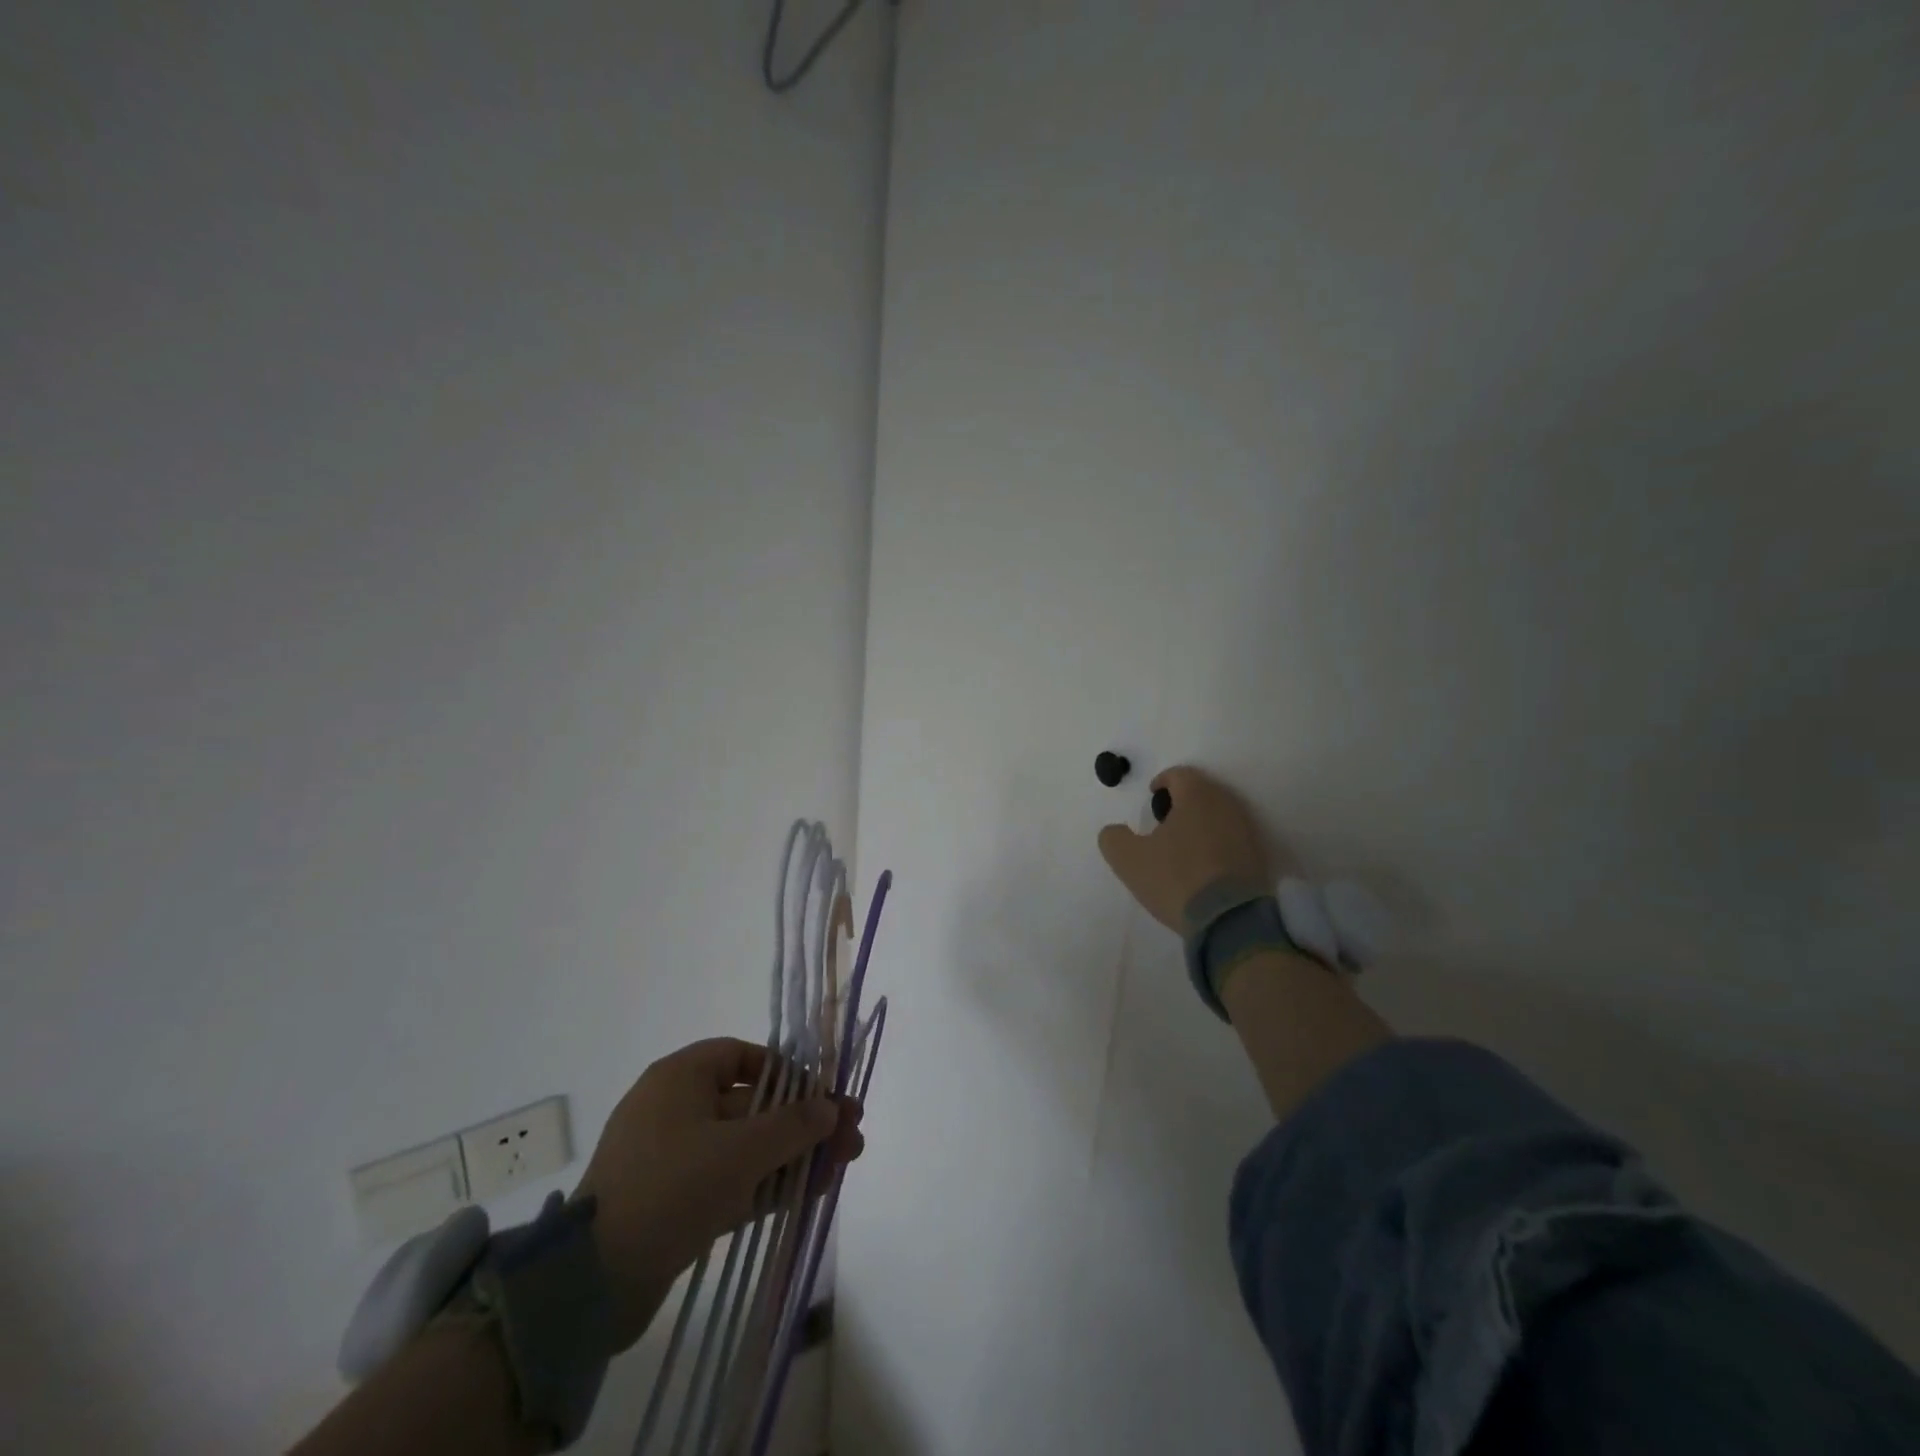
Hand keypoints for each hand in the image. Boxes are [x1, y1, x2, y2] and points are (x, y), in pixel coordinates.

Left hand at [573, 1038, 862, 1350]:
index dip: (785, 1071)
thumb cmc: (672, 1187)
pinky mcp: (672, 1203)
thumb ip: (795, 1125)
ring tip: (842, 1166)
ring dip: (793, 1155)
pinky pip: (729, 1180)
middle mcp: (674, 1109)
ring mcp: (672, 1159)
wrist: (592, 1284)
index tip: (819, 1094)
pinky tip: (811, 1192)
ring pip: (745, 1146)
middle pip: (752, 1104)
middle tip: (850, 1135)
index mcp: (680, 1078)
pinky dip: (767, 1184)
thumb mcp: (742, 1150)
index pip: (741, 1056)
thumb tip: (832, 1107)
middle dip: (803, 1120)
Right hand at [1097, 765, 1273, 930]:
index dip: (1162, 781)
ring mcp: (1246, 831)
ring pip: (1220, 814)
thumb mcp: (1128, 860)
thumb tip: (1115, 831)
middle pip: (1203, 791)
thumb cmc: (1176, 878)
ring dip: (1201, 821)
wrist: (1230, 920)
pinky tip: (1203, 864)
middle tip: (1164, 820)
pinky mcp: (1258, 856)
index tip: (1151, 796)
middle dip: (1183, 800)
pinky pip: (1232, 837)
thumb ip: (1113, 838)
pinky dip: (1216, 841)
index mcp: (1196, 797)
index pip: (1180, 774)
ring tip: (1182, 844)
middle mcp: (1226, 805)